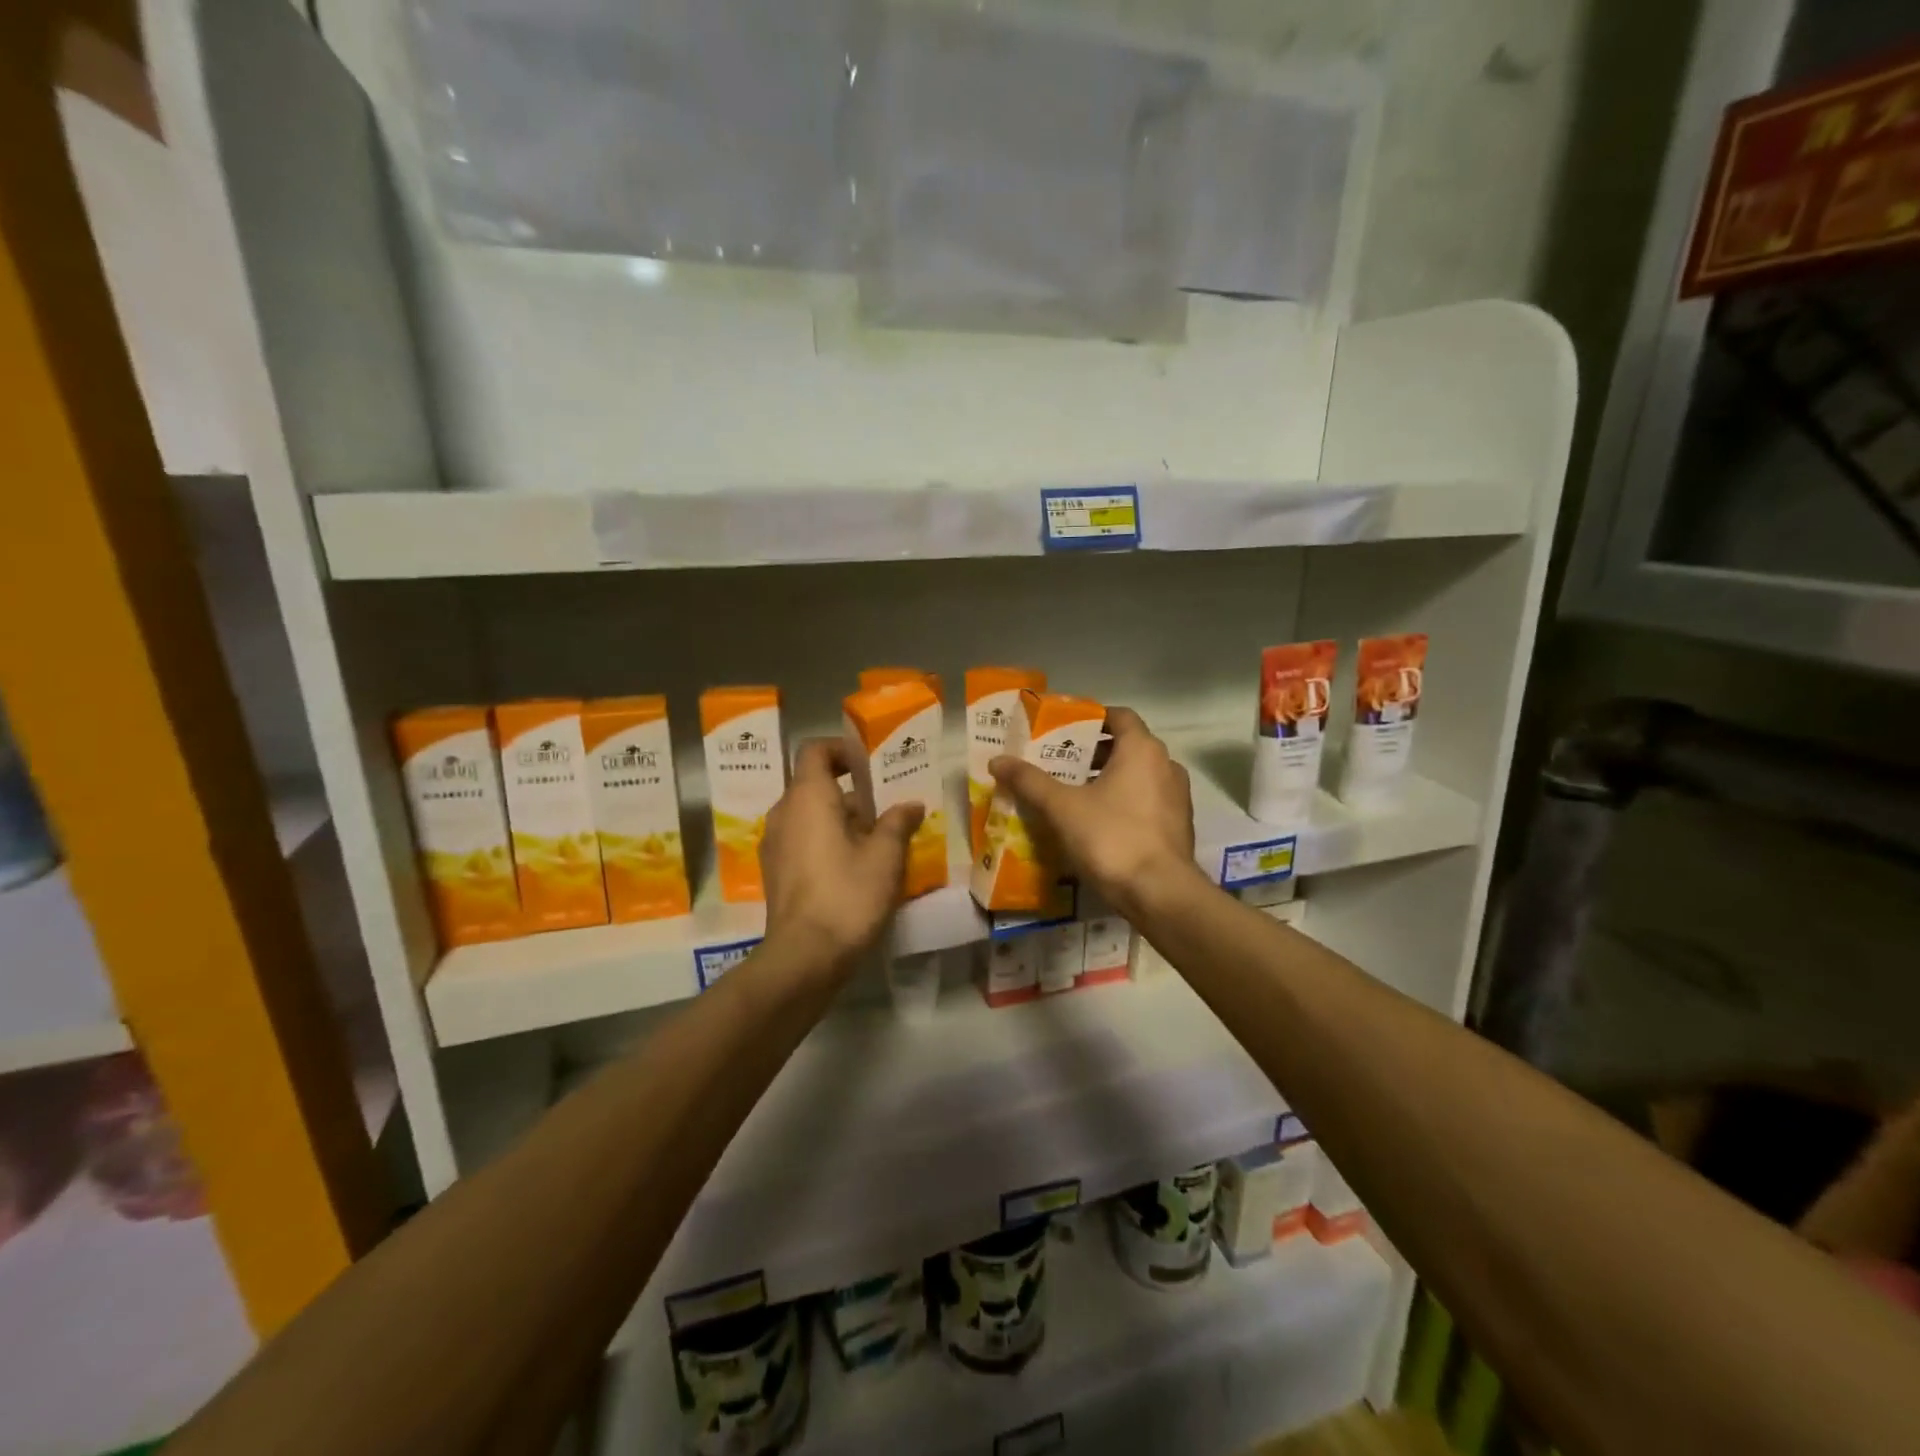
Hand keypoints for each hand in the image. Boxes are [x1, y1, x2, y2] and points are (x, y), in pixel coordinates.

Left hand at [760, 739, 923, 978]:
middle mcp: (783, 813)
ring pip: (807, 814)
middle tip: (884, 805)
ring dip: (838, 818)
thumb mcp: (885, 856)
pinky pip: (800, 840)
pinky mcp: (774, 872)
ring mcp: (774, 844)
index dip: (841, 749)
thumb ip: (898, 823)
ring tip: (875, 838)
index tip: (869, 764)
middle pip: (813, 784)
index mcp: (808, 797)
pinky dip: (824, 840)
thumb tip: (911, 804)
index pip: (815, 751)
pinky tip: (852, 866)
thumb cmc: (848, 894)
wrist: (805, 956)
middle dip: (848, 790)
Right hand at [989, 706, 1198, 920]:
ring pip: (1138, 776)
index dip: (1092, 718)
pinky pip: (1147, 802)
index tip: (1064, 729)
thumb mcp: (1062, 807)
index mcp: (1142, 750)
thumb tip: (997, 760)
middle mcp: (1166, 765)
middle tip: (1059, 764)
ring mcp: (1177, 797)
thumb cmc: (1112, 837)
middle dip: (1093, 753)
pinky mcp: (1179, 826)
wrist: (1160, 893)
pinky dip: (1124, 802)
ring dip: (1109, 779)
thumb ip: (1030, 781)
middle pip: (1127, 746)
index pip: (1119, 716)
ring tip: (1073, 794)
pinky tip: (1098, 823)